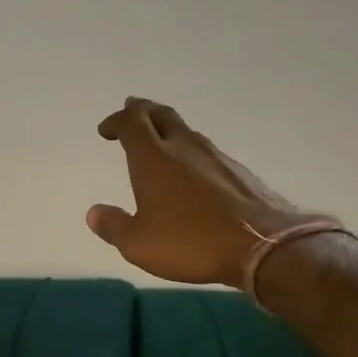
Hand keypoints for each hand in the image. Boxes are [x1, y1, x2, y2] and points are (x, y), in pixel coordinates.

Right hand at [87, 97, 310, 287]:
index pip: (131, 122)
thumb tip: (94, 213)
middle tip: (131, 111)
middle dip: (142, 110)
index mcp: (153, 158)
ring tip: (159, 140)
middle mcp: (184, 147)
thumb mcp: (139, 244)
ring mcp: (215, 157)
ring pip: (186, 131)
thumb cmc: (190, 242)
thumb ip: (113, 226)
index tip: (106, 130)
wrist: (263, 246)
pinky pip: (206, 152)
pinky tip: (192, 170)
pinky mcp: (238, 172)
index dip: (116, 121)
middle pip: (161, 115)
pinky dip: (190, 152)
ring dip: (168, 130)